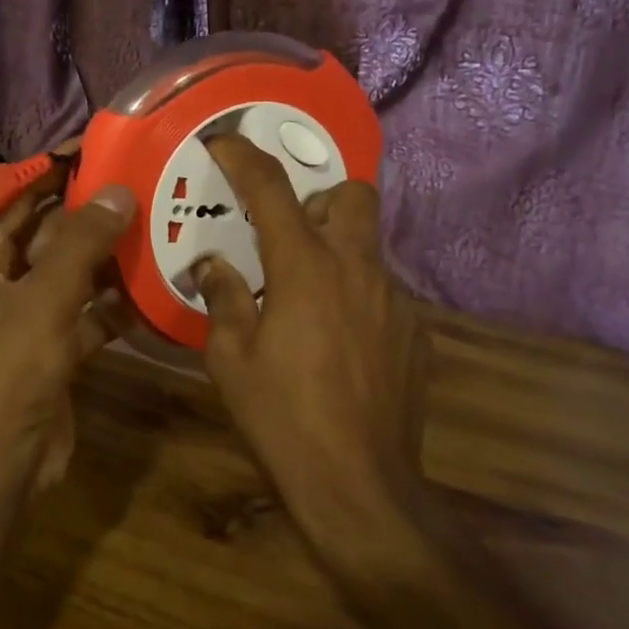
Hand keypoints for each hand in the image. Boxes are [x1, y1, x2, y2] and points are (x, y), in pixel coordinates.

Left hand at [0, 160, 135, 490]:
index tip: (94, 148)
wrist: (3, 463)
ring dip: (107, 259)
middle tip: (140, 184)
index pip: (14, 202)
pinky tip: (153, 288)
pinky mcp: (56, 349)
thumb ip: (81, 244)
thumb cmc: (9, 372)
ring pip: (73, 275)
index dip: (50, 173)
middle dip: (89, 215)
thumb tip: (118, 190)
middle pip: (49, 236)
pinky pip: (88, 314)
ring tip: (156, 226)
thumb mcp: (44, 299)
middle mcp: (0, 284)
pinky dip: (114, 305)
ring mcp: (29, 318)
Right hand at [191, 136, 431, 549]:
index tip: (224, 142)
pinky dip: (356, 297)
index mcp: (306, 269)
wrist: (359, 486)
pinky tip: (338, 343)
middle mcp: (358, 270)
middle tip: (288, 232)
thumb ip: (223, 299)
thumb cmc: (282, 419)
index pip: (271, 190)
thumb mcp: (230, 360)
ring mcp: (395, 301)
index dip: (243, 157)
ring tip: (307, 297)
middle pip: (353, 195)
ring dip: (336, 252)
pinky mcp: (415, 333)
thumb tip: (213, 267)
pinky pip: (382, 293)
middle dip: (319, 197)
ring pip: (369, 247)